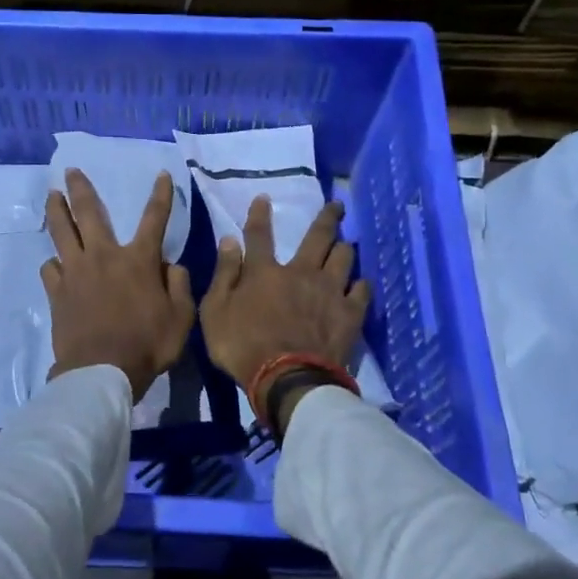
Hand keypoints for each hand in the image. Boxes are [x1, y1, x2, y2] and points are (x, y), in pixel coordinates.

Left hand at [42, 168, 195, 402]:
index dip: (160, 194)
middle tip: (70, 170)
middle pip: (89, 212)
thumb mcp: (181, 317)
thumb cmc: (147, 344)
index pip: (154, 218)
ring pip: (61, 232)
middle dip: (80, 188)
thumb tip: (169, 265)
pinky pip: (50, 268)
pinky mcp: (57, 292)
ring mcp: (76, 272)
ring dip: (56, 211)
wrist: (101, 372)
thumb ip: (179, 285)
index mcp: (138, 259)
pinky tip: (55, 264)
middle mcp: (104, 256)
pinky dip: (54, 263)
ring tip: (51, 196)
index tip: (160, 174)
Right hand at [200, 196, 370, 386]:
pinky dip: (360, 284)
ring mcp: (330, 291)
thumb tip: (228, 240)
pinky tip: (361, 283)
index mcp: (265, 272)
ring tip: (347, 243)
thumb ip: (224, 274)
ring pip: (343, 257)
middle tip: (337, 205)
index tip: (264, 198)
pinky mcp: (350, 314)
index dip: (259, 215)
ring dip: (344, 247)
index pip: (259, 236)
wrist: (288, 380)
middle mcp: (301, 272)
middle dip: (327, 218)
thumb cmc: (243, 348)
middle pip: (318, 237)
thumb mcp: (215, 312)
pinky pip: (361, 291)